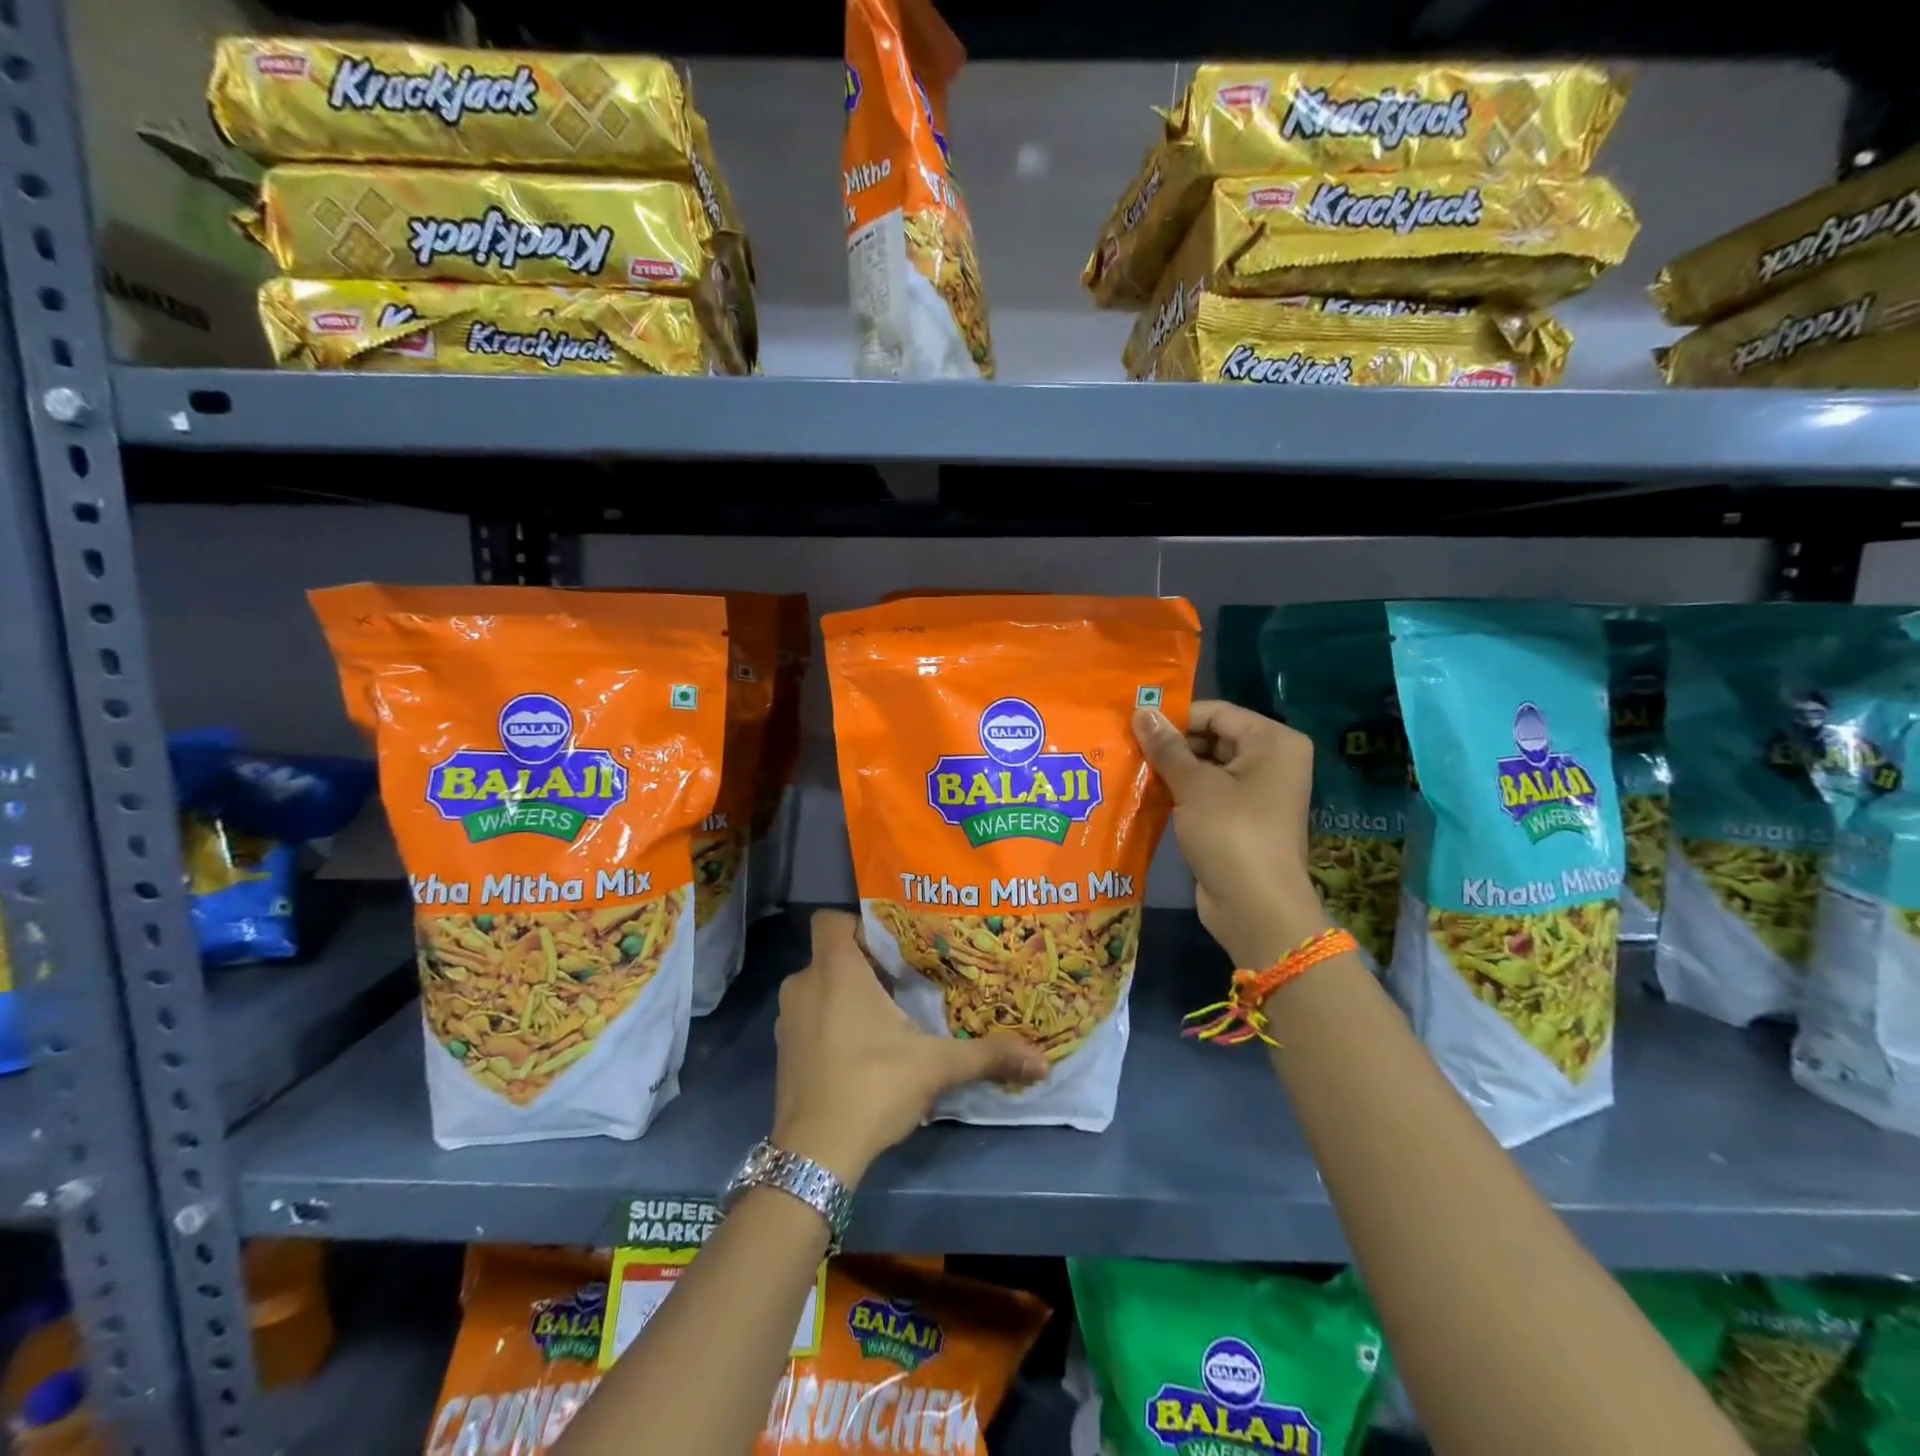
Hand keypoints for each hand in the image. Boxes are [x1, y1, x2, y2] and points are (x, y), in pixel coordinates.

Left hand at [771, 909, 1047, 1184]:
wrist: (814, 1157)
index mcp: (835, 971)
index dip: (859, 923)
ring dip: (848, 994)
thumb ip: (987, 1055)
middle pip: (832, 954)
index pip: (831, 919)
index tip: (893, 944)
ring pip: (820, 987)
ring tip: (889, 1013)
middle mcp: (804, 985)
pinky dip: (831, 1021)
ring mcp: (787, 1020)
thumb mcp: (936, 1066)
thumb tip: (1042, 1059)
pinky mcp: (783, 1051)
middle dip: (865, 963)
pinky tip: (863, 1048)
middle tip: (906, 978)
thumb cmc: (872, 1087)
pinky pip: (810, 1016)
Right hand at [1133, 701, 1328, 968]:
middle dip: (1170, 744)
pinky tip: (1144, 793)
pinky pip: (1206, 794)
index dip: (1175, 717)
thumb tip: (1141, 711)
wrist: (1256, 908)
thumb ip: (1166, 747)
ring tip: (1127, 767)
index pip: (1217, 713)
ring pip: (1206, 767)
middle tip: (1125, 746)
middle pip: (1211, 738)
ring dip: (1170, 769)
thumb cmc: (1231, 834)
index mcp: (1273, 742)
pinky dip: (1179, 792)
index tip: (1133, 724)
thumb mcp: (1195, 785)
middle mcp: (1271, 761)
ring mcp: (1256, 792)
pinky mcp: (1240, 819)